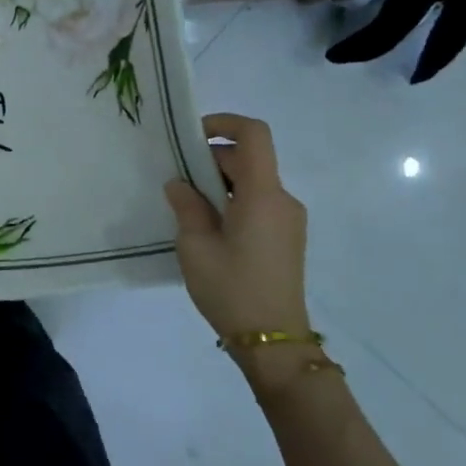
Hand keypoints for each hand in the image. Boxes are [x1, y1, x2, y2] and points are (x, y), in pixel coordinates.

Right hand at [165, 113, 309, 342]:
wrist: (273, 342)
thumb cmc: (231, 289)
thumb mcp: (195, 246)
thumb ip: (186, 206)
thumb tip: (180, 184)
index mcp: (262, 194)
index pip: (254, 134)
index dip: (224, 123)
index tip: (192, 136)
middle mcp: (282, 199)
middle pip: (249, 159)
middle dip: (211, 160)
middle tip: (177, 182)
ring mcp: (288, 220)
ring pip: (252, 182)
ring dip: (220, 183)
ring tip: (188, 209)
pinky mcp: (287, 238)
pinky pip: (258, 203)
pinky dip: (233, 202)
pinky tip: (209, 229)